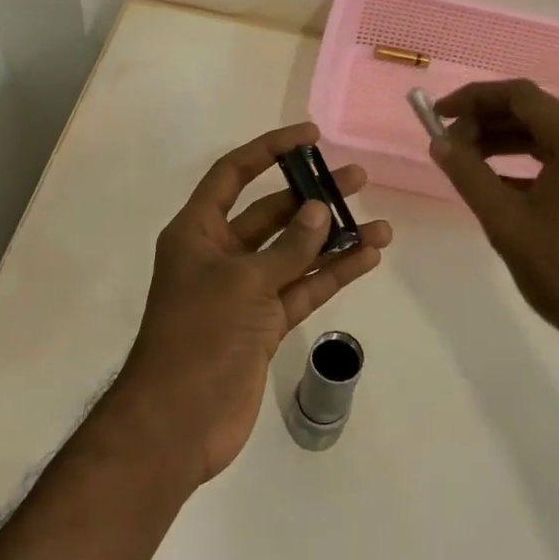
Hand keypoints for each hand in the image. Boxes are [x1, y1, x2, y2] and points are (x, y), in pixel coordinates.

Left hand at [119, 123, 393, 485]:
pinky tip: (367, 257)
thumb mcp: (243, 283)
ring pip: (295, 254)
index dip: (269, 150)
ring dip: (334, 239)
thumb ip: (288, 247)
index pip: (234, 174)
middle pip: (272, 213)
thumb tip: (321, 210)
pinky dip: (332, 275)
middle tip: (357, 179)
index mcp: (198, 232)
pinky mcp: (264, 324)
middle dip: (313, 196)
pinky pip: (303, 289)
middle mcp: (221, 255)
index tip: (310, 137)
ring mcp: (245, 291)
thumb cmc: (199, 337)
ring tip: (379, 223)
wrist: (179, 423)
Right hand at [429, 81, 558, 358]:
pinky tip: (495, 180)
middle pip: (535, 112)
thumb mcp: (506, 221)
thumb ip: (469, 174)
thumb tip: (439, 143)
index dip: (475, 99)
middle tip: (448, 143)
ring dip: (504, 141)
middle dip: (487, 121)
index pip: (521, 96)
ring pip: (547, 135)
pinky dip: (526, 162)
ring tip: (465, 159)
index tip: (438, 114)